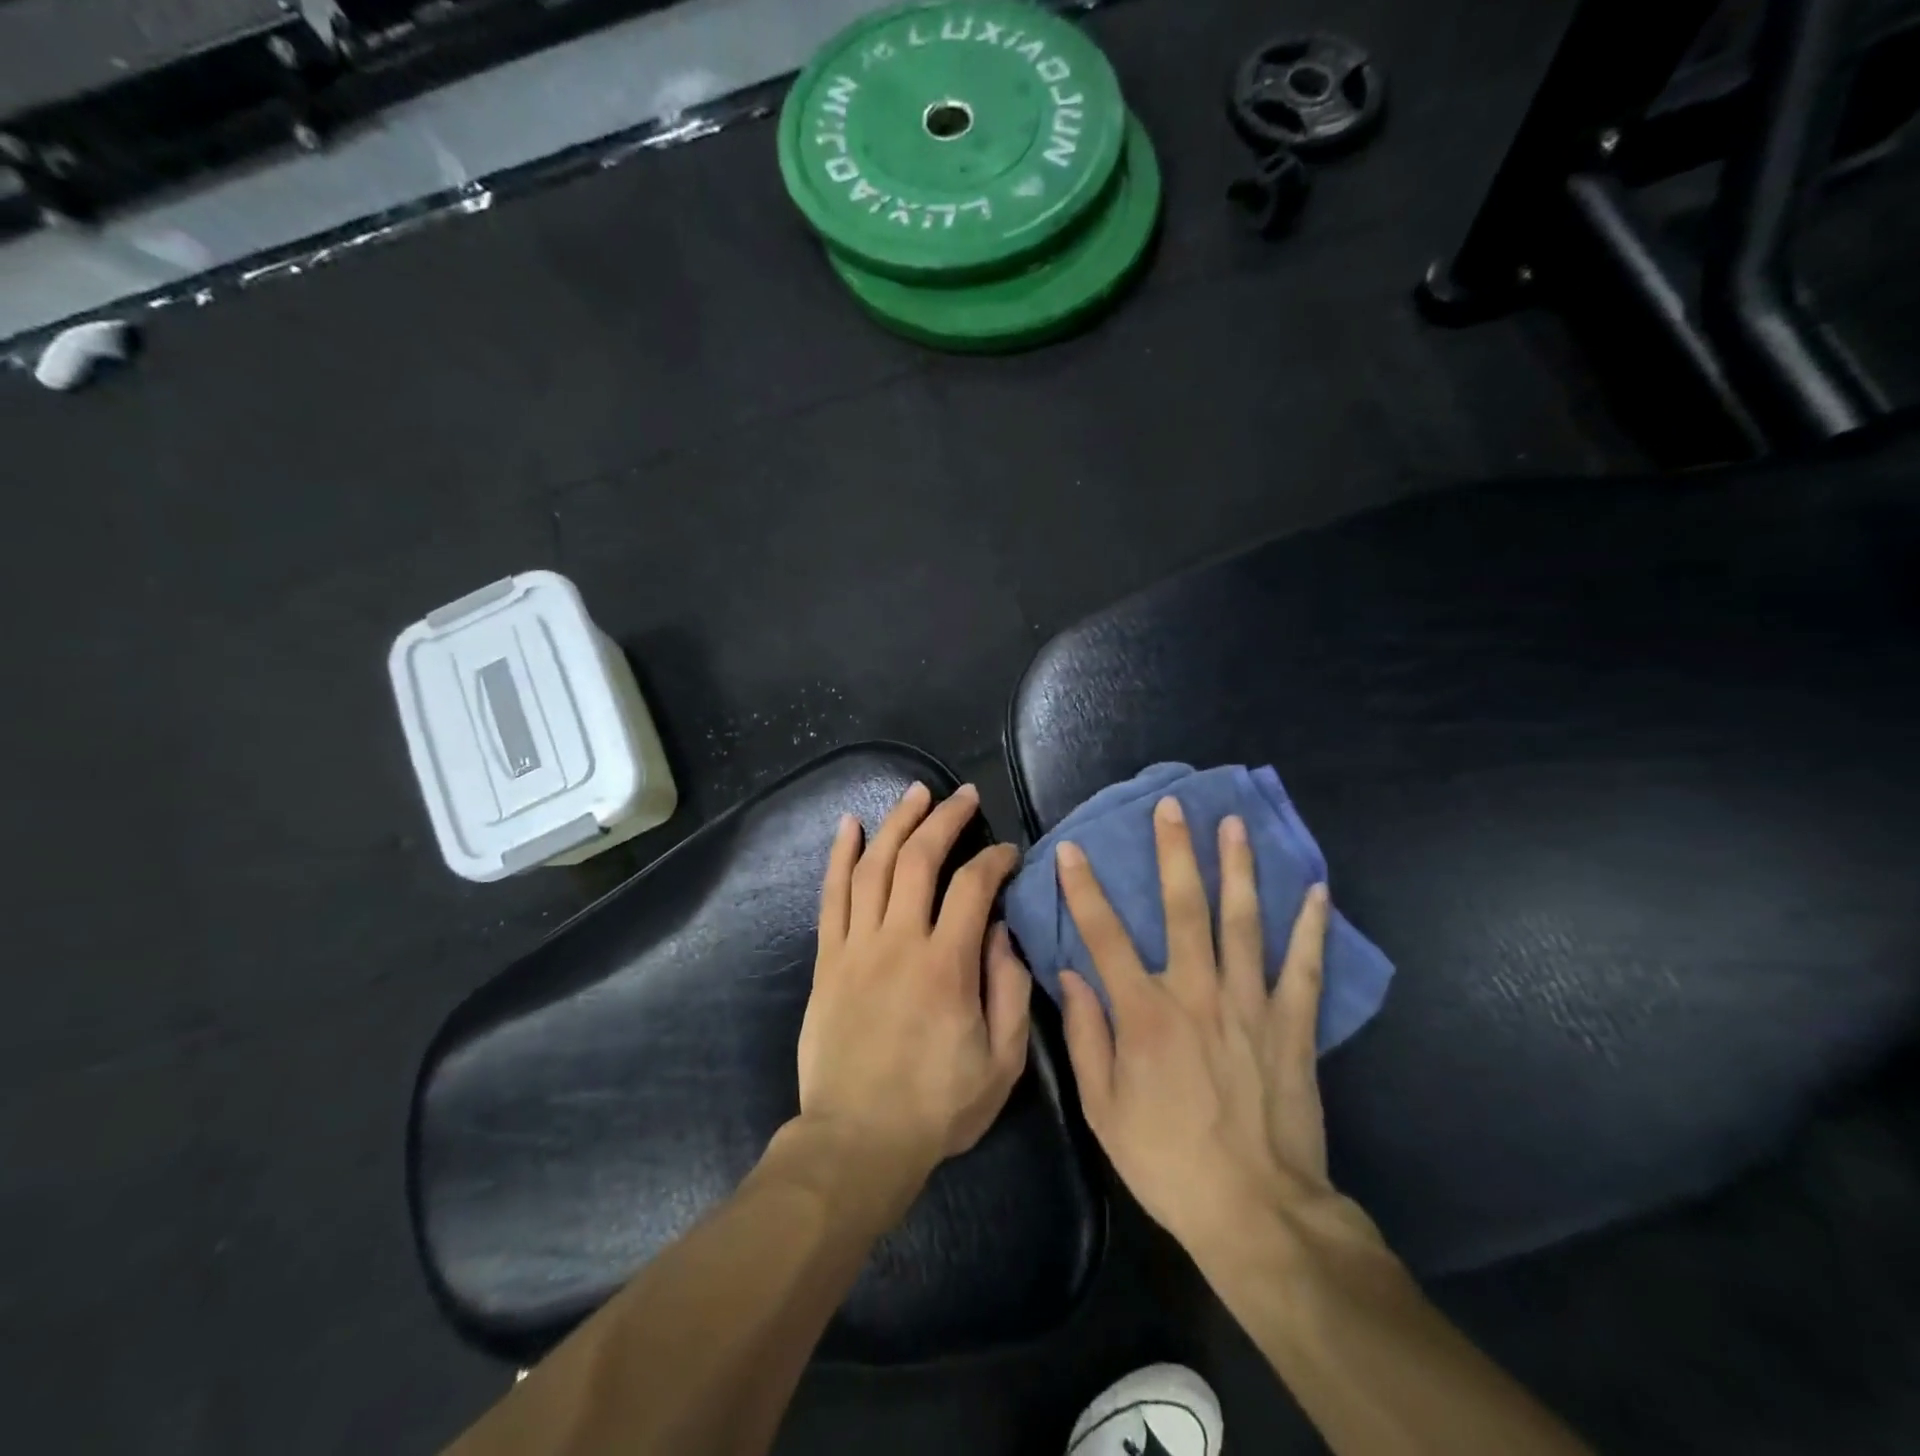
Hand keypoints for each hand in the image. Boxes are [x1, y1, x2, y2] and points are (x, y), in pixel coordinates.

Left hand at [797, 782, 1032, 1197]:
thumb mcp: (1001, 1062)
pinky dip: (840, 856)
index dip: (994, 860)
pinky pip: (832, 896)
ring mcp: (857, 946)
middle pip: (919, 859)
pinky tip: (848, 825)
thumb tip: (1003, 930)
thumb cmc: (937, 1106)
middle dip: (945, 819)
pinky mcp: (827, 959)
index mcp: (946, 965)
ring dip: (896, 822)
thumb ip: (1010, 990)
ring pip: (874, 865)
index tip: (1008, 853)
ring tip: (916, 792)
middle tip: (963, 795)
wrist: (857, 1141)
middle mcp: (899, 941)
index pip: (974, 887)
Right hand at [1055, 797, 1380, 1259]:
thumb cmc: (1167, 1159)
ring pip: (1243, 922)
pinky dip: (1311, 927)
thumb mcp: (1103, 1108)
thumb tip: (1069, 975)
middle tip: (1172, 807)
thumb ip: (1085, 1036)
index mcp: (1144, 1013)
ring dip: (1237, 868)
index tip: (1071, 848)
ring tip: (1233, 824)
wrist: (1256, 1211)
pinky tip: (1315, 889)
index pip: (1104, 935)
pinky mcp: (1292, 1025)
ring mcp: (1250, 1004)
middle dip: (1174, 852)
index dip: (1083, 888)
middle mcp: (1196, 992)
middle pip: (1183, 908)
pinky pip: (1305, 967)